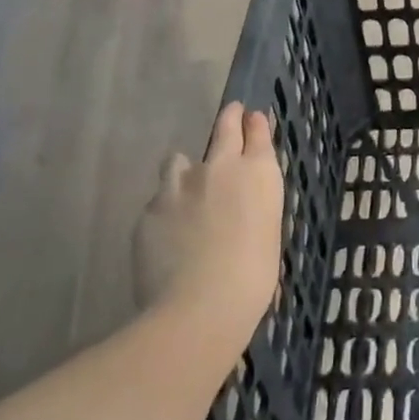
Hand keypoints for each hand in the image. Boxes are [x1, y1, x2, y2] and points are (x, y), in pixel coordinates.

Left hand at [134, 103, 284, 367]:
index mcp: (258, 174)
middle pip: (224, 129)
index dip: (255, 124)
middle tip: (230, 113)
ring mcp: (181, 184)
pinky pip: (159, 200)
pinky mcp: (150, 208)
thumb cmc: (253, 279)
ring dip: (186, 169)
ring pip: (179, 160)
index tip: (252, 117)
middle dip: (229, 119)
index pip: (258, 133)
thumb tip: (242, 212)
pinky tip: (167, 235)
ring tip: (186, 188)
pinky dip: (165, 210)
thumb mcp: (268, 237)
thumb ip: (254, 211)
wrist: (200, 306)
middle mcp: (220, 167)